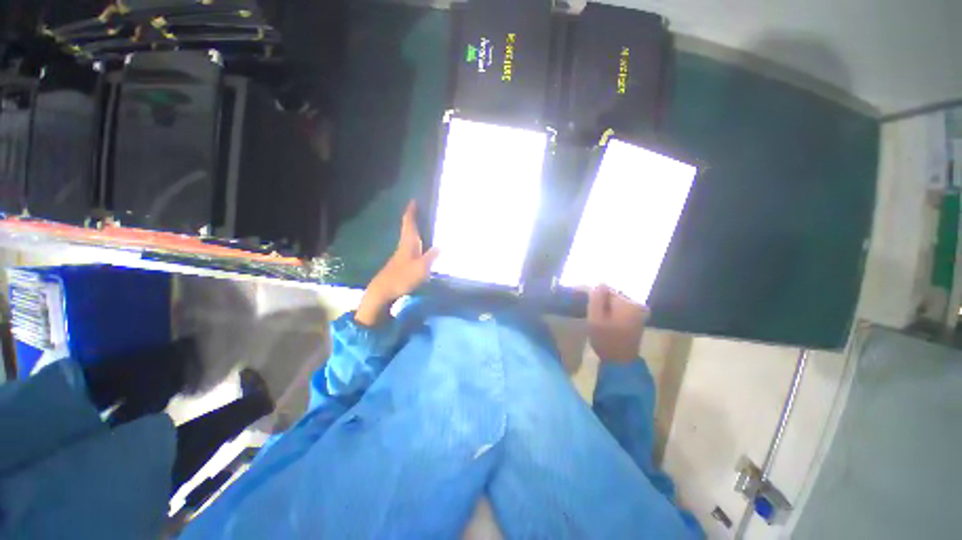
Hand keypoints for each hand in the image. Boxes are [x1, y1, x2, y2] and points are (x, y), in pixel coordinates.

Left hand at [356, 201, 438, 325]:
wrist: (383, 291)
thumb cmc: (403, 277)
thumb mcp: (421, 268)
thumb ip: (432, 256)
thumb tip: (443, 245)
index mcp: (408, 243)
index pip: (409, 223)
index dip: (411, 212)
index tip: (413, 200)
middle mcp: (404, 246)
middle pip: (408, 228)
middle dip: (413, 218)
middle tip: (421, 210)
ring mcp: (401, 255)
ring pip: (408, 237)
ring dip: (414, 228)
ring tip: (423, 224)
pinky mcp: (401, 262)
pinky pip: (410, 246)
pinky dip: (415, 240)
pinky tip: (420, 245)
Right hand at [587, 285, 649, 362]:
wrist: (621, 362)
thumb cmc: (606, 340)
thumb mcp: (595, 318)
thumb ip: (596, 299)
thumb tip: (599, 283)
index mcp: (627, 302)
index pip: (607, 289)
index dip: (597, 297)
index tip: (591, 308)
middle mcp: (637, 304)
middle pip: (614, 294)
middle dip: (603, 301)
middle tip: (595, 315)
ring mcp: (640, 311)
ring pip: (617, 302)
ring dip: (608, 307)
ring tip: (601, 319)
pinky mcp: (639, 318)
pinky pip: (623, 308)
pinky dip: (615, 312)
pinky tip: (609, 321)